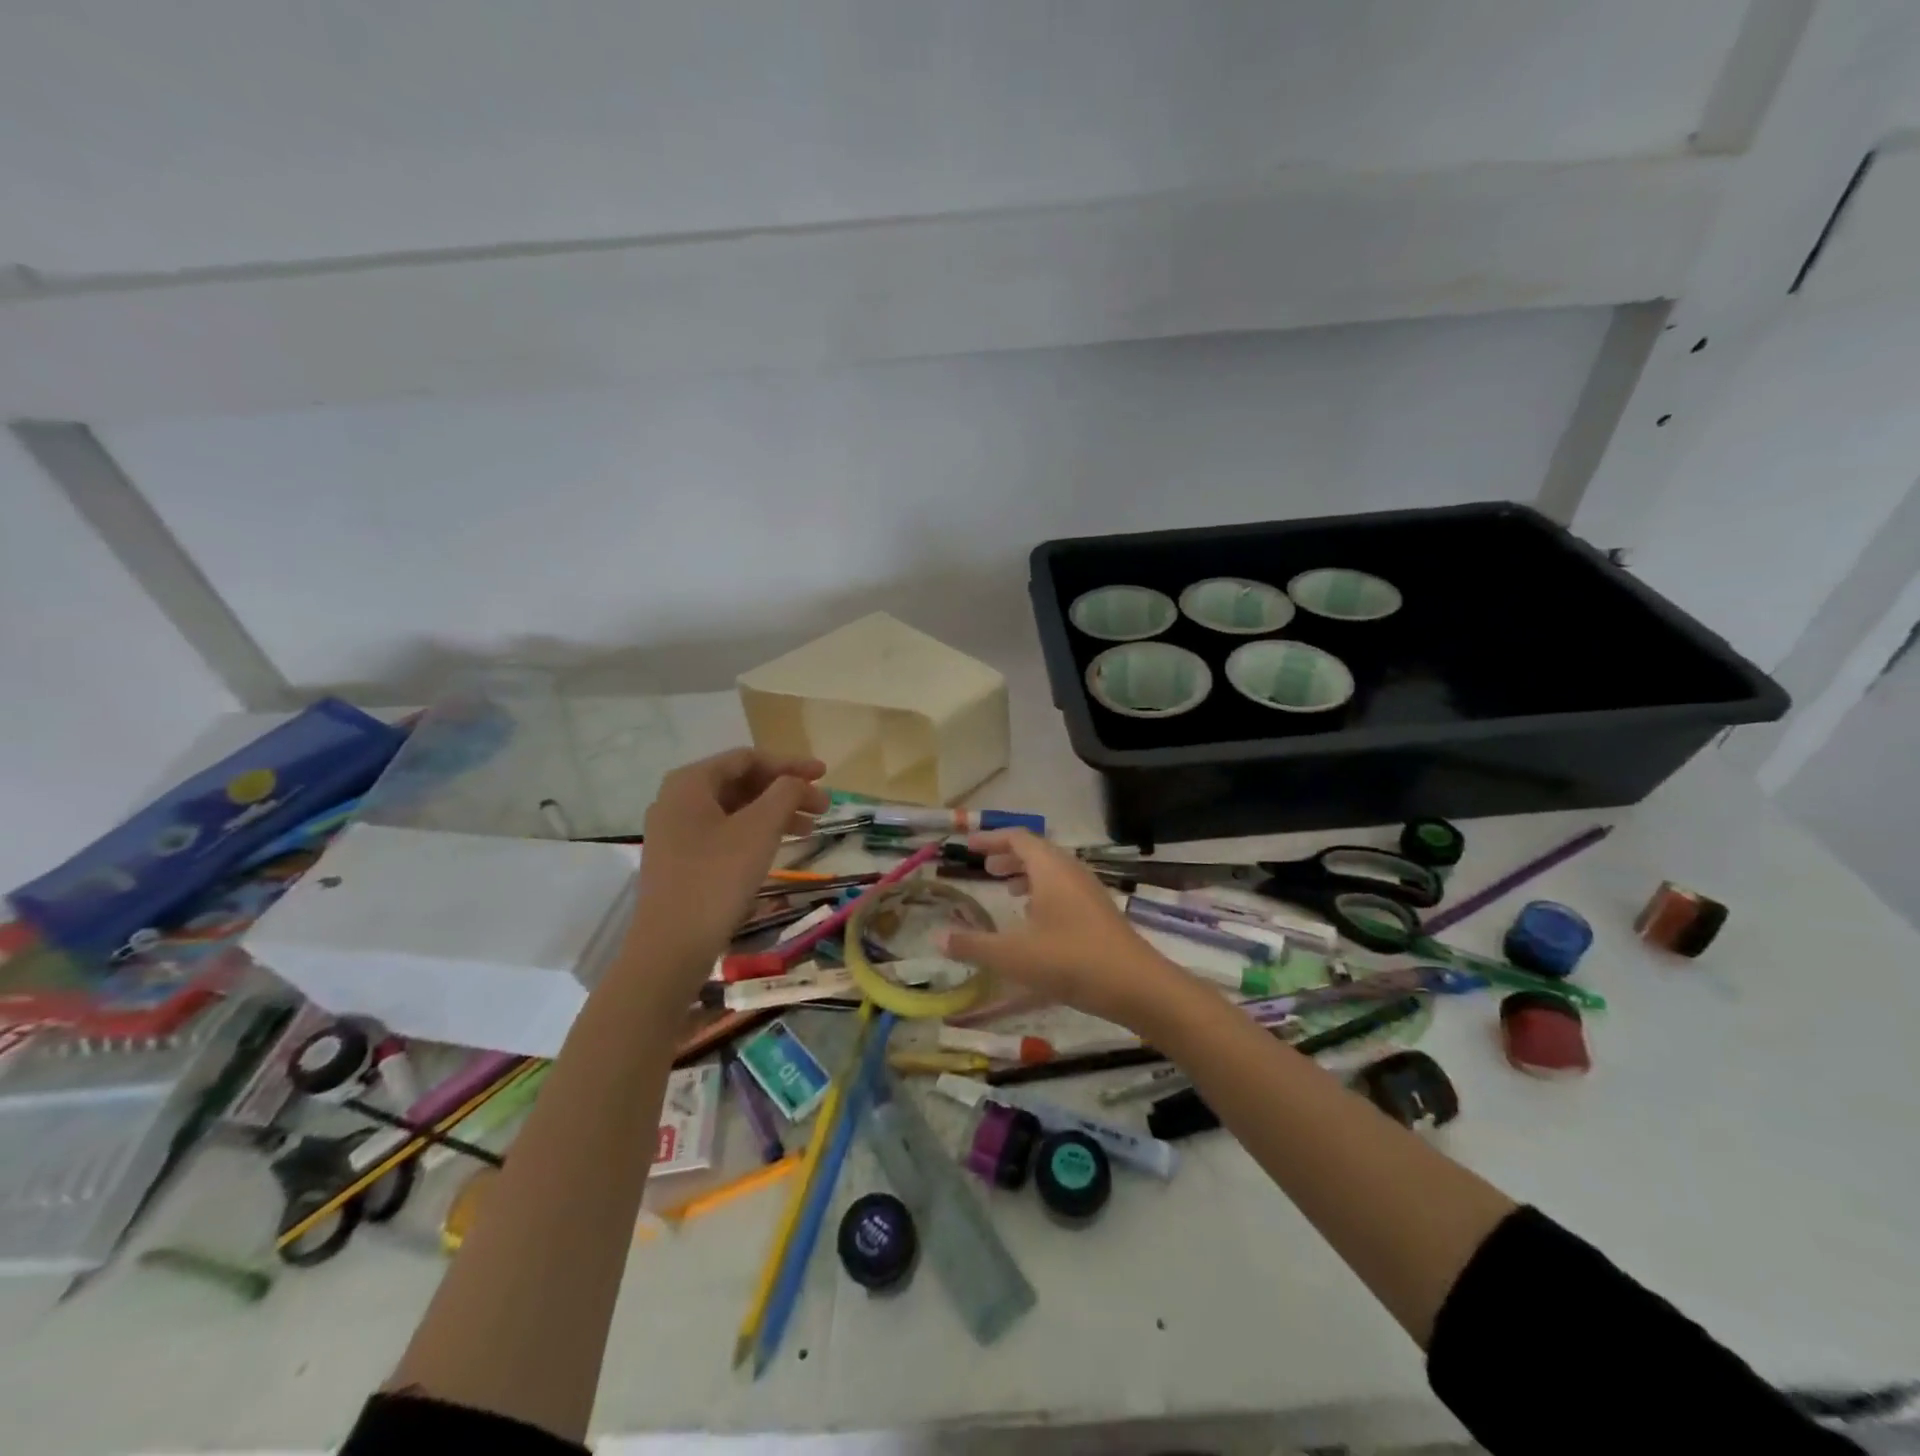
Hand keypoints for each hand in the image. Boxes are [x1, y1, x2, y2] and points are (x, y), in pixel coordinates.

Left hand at [627, 749, 828, 994]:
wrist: (671, 946)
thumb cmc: (717, 877)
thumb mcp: (760, 828)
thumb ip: (785, 793)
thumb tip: (797, 780)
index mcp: (690, 782)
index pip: (748, 758)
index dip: (790, 764)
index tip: (824, 775)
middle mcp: (677, 800)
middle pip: (742, 783)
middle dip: (785, 791)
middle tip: (823, 806)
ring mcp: (676, 832)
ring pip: (735, 810)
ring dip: (775, 813)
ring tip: (810, 830)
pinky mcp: (680, 860)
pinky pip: (725, 833)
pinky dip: (756, 833)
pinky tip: (779, 847)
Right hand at [942, 829, 1186, 1031]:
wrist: (1134, 985)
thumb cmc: (1069, 960)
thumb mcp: (1013, 955)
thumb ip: (973, 945)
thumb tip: (937, 937)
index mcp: (1050, 868)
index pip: (1017, 838)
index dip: (991, 839)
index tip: (969, 846)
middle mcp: (1071, 872)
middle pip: (1036, 852)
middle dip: (1008, 856)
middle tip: (985, 868)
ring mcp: (1089, 891)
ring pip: (1053, 871)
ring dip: (1027, 875)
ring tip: (1006, 890)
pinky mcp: (1099, 912)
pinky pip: (1065, 889)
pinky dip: (1044, 893)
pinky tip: (1035, 921)